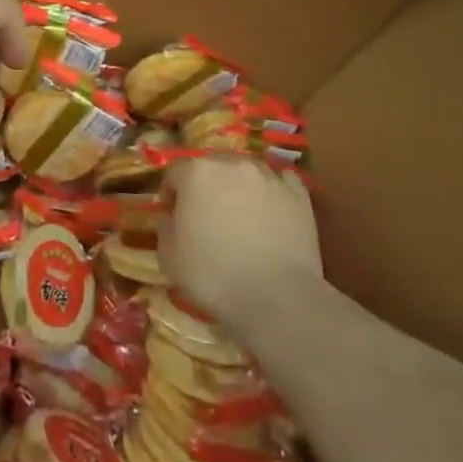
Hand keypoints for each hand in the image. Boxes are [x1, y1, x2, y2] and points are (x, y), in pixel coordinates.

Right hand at [159, 157, 323, 334]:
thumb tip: (169, 214)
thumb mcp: (170, 258)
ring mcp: (268, 175)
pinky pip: (280, 182)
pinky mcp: (298, 193)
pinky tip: (272, 213)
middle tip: (210, 219)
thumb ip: (164, 226)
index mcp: (196, 172)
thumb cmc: (215, 276)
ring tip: (244, 218)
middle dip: (207, 188)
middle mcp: (231, 163)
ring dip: (239, 188)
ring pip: (246, 173)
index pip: (175, 173)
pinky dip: (273, 193)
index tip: (176, 218)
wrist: (279, 298)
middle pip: (212, 167)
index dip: (173, 195)